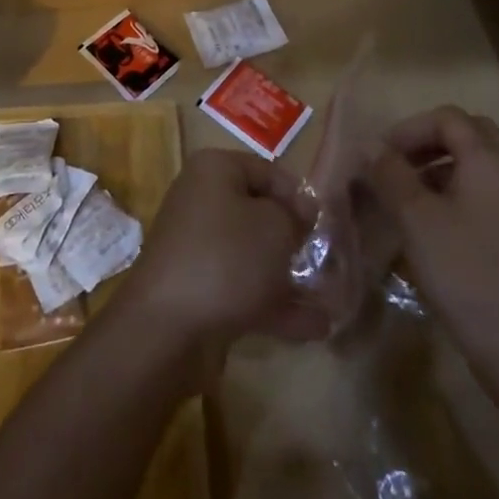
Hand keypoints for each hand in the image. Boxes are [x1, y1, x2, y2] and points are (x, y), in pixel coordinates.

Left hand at [112, 149, 326, 374]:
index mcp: (215, 170)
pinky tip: (315, 327)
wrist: (167, 326)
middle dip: (294, 240)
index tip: (324, 225)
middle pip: (258, 213)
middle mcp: (202, 200)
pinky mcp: (199, 289)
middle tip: (329, 262)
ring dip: (289, 277)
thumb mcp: (275, 227)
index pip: (267, 171)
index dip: (298, 196)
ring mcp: (198, 247)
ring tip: (331, 300)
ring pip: (253, 255)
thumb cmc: (227, 258)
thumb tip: (301, 210)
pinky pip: (244, 288)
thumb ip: (294, 215)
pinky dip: (275, 305)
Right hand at [368, 107, 498, 386]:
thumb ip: (390, 174)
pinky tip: (433, 225)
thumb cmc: (466, 273)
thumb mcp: (416, 219)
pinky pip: (487, 193)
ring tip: (408, 196)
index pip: (448, 118)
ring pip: (478, 165)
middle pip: (469, 134)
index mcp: (490, 161)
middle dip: (428, 142)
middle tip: (397, 165)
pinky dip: (457, 192)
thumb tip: (370, 147)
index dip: (409, 129)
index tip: (380, 156)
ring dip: (441, 167)